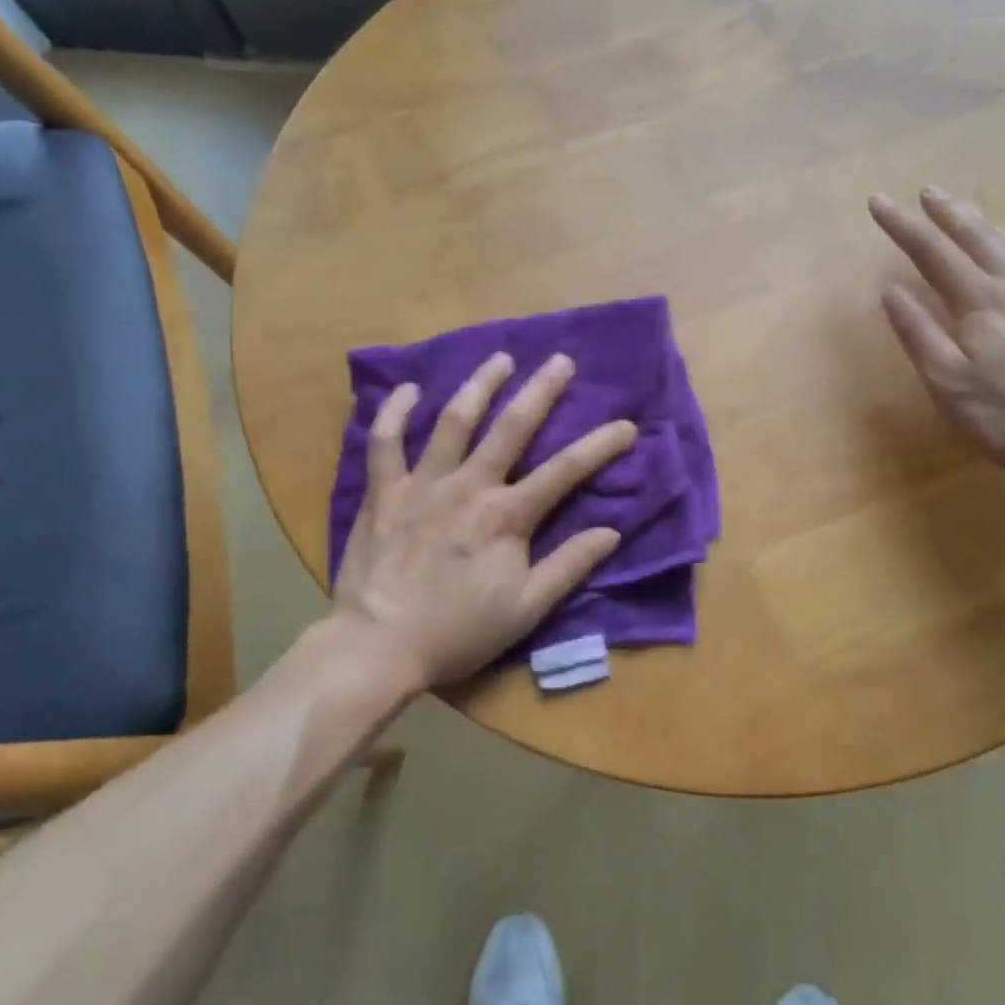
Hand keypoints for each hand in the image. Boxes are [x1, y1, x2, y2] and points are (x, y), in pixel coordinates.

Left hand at [330, 351, 635, 690]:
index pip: (565, 471)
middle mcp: (469, 487)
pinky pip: (385, 442)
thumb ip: (568, 566)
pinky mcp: (384, 492)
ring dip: (479, 385)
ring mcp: (423, 484)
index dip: (600, 445)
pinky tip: (409, 389)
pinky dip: (395, 412)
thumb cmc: (458, 631)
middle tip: (561, 361)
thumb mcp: (526, 609)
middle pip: (511, 428)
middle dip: (541, 391)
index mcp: (507, 517)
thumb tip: (611, 532)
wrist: (378, 646)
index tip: (627, 425)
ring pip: (454, 421)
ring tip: (500, 358)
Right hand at [869, 187, 1004, 478]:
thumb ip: (917, 331)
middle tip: (926, 191)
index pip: (932, 252)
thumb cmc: (1001, 415)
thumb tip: (891, 290)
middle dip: (947, 212)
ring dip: (982, 224)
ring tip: (964, 210)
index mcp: (981, 301)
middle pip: (978, 237)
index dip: (902, 226)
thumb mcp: (945, 380)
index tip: (878, 202)